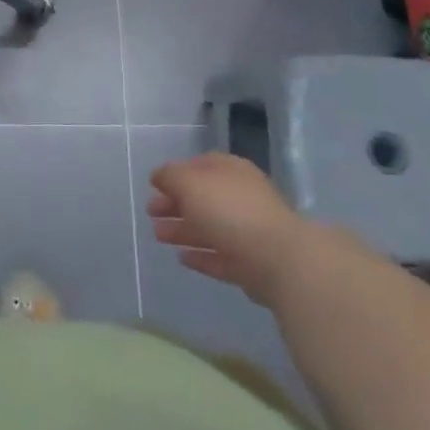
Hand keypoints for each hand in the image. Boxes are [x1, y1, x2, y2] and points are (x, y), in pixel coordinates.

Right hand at [147, 152, 302, 303]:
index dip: (175, 174)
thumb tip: (159, 176)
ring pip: (208, 227)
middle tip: (150, 213)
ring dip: (182, 230)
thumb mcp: (190, 182)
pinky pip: (219, 256)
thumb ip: (170, 176)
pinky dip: (200, 255)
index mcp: (230, 171)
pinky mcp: (251, 263)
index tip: (154, 186)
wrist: (278, 259)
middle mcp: (241, 196)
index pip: (199, 165)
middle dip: (175, 204)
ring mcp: (248, 231)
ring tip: (158, 236)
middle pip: (202, 197)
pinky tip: (181, 258)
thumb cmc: (229, 210)